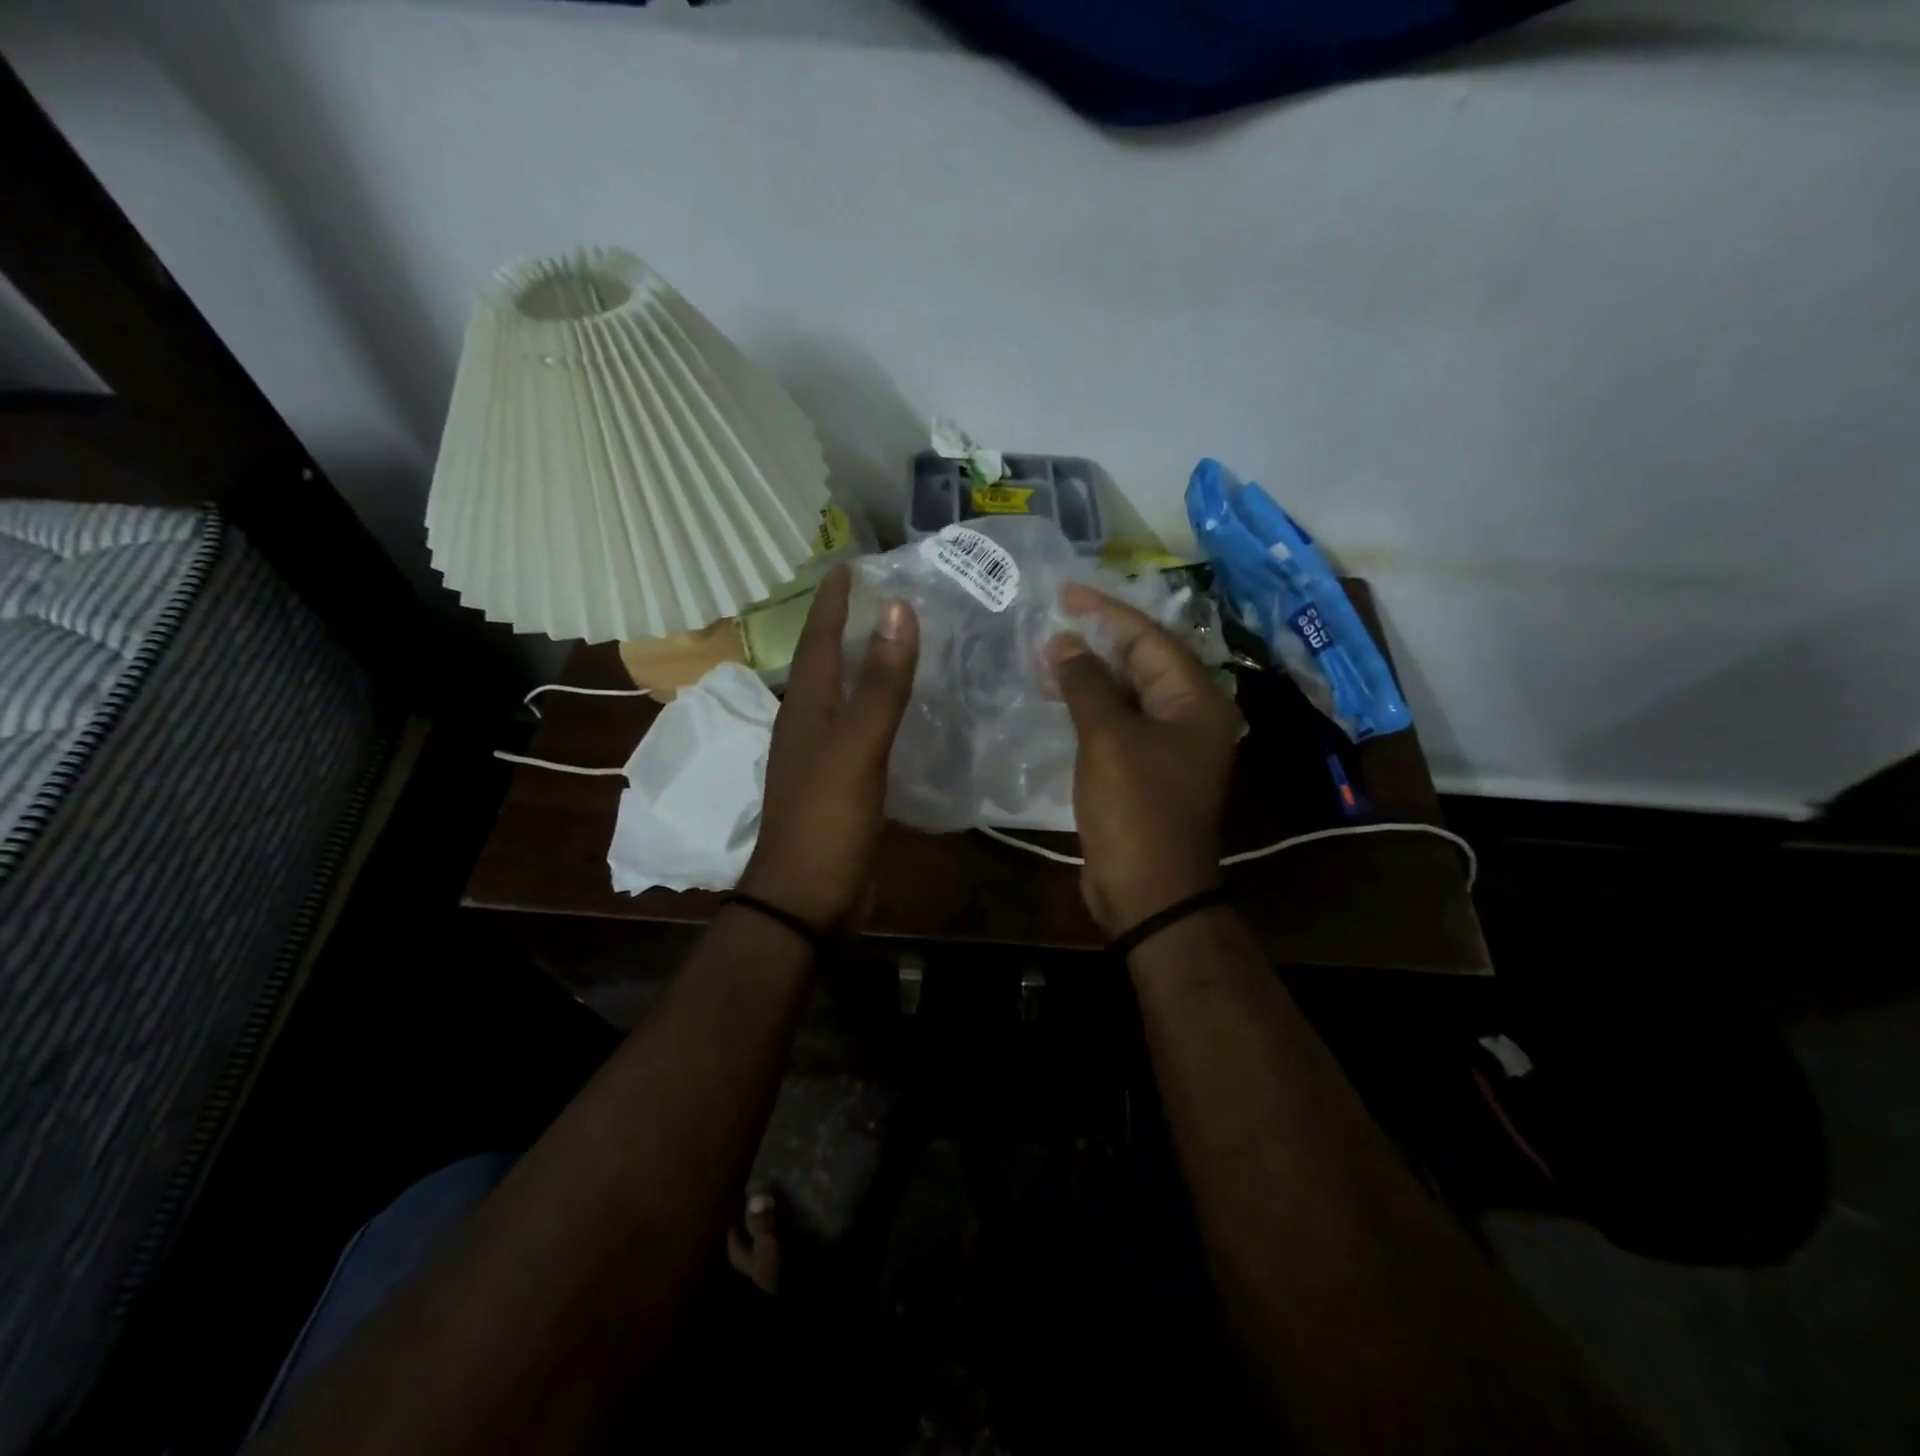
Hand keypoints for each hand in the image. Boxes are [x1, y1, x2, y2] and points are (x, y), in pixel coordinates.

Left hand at [737, 565, 918, 930]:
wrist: (805, 897)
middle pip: (828, 660)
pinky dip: (878, 705)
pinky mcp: (840, 780)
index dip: (835, 600)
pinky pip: (859, 726)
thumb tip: (898, 610)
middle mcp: (808, 721)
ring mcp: (822, 753)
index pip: (820, 637)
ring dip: (865, 663)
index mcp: (805, 706)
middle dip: (850, 623)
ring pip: (844, 693)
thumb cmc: (827, 819)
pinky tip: (903, 708)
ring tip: (898, 639)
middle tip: (886, 594)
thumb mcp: (857, 747)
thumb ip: (880, 684)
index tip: (853, 563)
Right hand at [1047, 584, 1242, 937]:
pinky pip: (1120, 721)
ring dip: (1092, 673)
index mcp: (1195, 700)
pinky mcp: (1147, 768)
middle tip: (1053, 619)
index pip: (1150, 638)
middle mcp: (1190, 715)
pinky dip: (1092, 705)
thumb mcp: (1108, 737)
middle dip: (1099, 640)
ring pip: (1129, 692)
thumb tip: (1064, 642)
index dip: (1107, 613)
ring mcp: (1169, 745)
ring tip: (1048, 654)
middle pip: (1143, 661)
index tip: (1065, 594)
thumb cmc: (1135, 807)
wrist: (1149, 889)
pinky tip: (1061, 697)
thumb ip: (1086, 684)